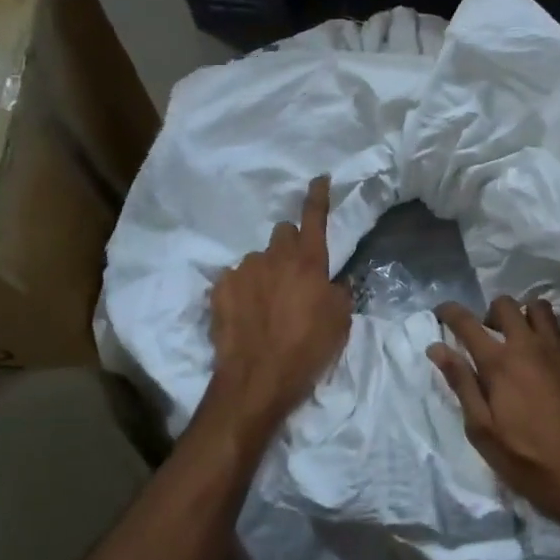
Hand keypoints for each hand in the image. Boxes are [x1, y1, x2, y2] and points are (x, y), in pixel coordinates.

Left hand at [207, 176, 351, 446]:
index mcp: (309, 261)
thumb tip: (334, 280)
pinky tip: (245, 315)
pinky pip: (235, 278)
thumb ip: (339, 292)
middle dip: (290, 246)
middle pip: (283, 232)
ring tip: (267, 305)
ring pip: (258, 259)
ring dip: (265, 272)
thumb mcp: (340, 322)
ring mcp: (243, 270)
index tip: (319, 179)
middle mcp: (274, 256)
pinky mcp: (220, 287)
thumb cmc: (307, 350)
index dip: (318, 196)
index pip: (314, 216)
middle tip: (294, 275)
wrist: (256, 380)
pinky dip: (242, 290)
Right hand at [428, 297, 559, 537]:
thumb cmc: (528, 459)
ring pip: (541, 308)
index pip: (466, 322)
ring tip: (523, 339)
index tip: (441, 313)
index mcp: (498, 362)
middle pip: (505, 304)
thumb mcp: (482, 430)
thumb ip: (461, 384)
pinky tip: (555, 353)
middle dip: (490, 313)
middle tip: (489, 337)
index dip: (449, 312)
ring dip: (526, 317)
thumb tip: (437, 348)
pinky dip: (558, 334)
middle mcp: (529, 345)